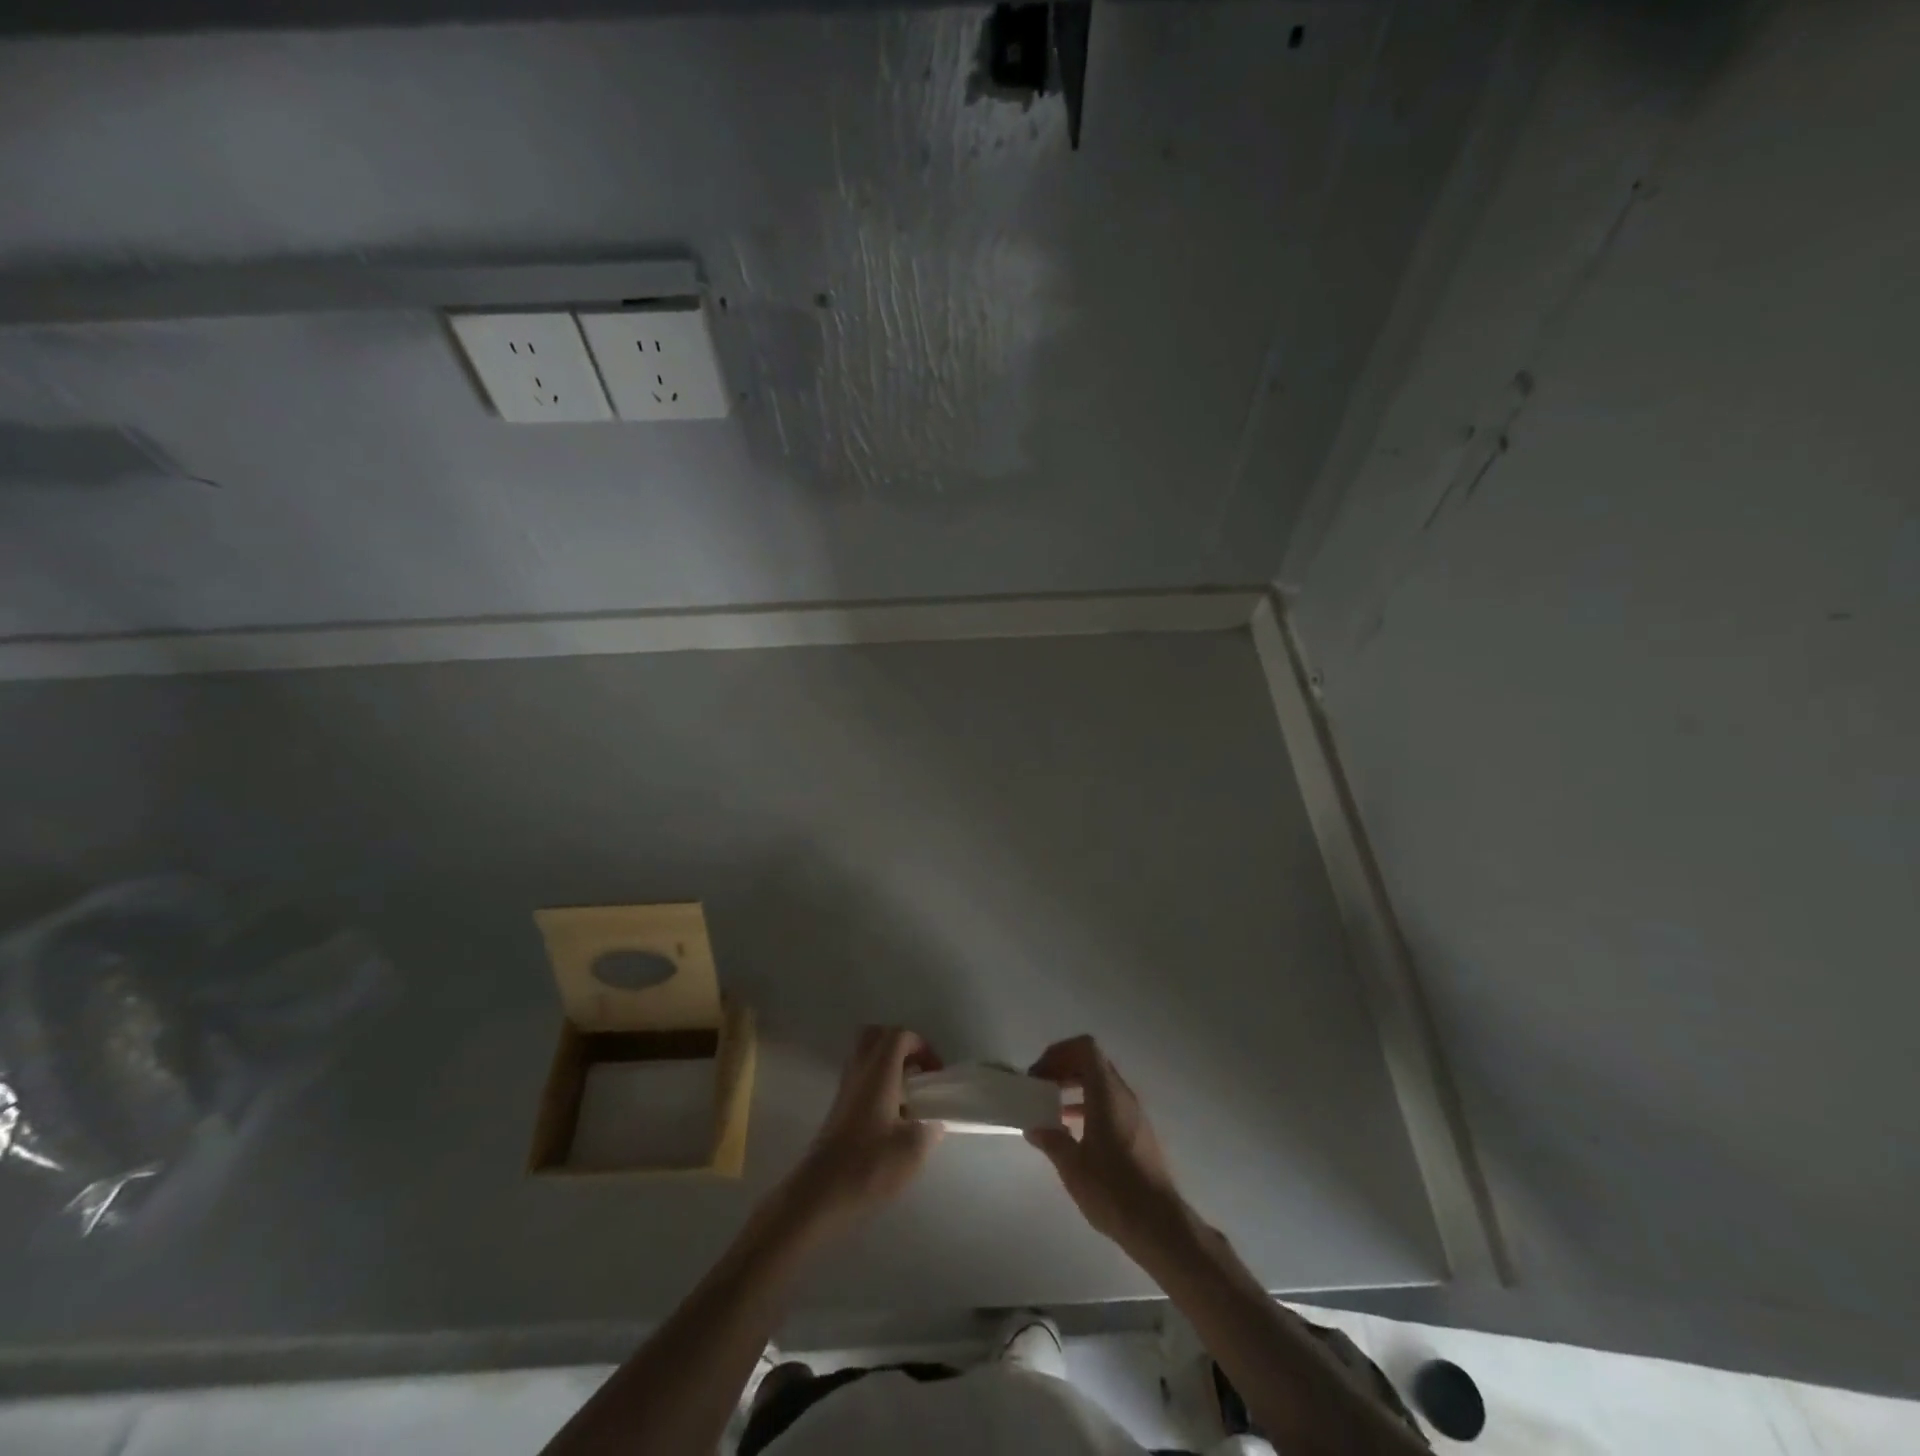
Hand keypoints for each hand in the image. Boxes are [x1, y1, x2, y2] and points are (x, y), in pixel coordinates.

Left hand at [788, 1025, 943, 1231]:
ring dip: (888, 1064)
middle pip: (877, 1036)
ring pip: (866, 1056)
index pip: (899, 1035)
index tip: (935, 1074)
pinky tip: (890, 1114)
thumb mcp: (913, 1149)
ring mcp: (845, 1088)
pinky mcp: (838, 1107)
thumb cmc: (869, 1165)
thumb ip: (930, 1128)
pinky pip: (860, 1077)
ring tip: (907, 1094)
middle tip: (918, 1072)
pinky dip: (877, 1082)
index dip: (922, 1046)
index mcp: (879, 1072)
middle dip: (902, 1046)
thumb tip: (933, 1122)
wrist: (820, 1193)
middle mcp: (860, 1071)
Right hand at [1026, 1036, 1185, 1249]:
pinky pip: (1110, 1103)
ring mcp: (1134, 1114)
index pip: (1085, 1048)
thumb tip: (1034, 1128)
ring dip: (1075, 1087)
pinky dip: (1089, 1105)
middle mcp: (1123, 1095)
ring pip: (1102, 1083)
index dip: (1059, 1052)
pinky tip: (1073, 1132)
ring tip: (1052, 1109)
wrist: (1159, 1225)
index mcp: (1107, 1093)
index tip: (1040, 1074)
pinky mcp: (1139, 1133)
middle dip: (1064, 1068)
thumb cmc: (1112, 1190)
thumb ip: (1052, 1141)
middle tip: (1041, 1088)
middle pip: (1092, 1063)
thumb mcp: (1072, 1166)